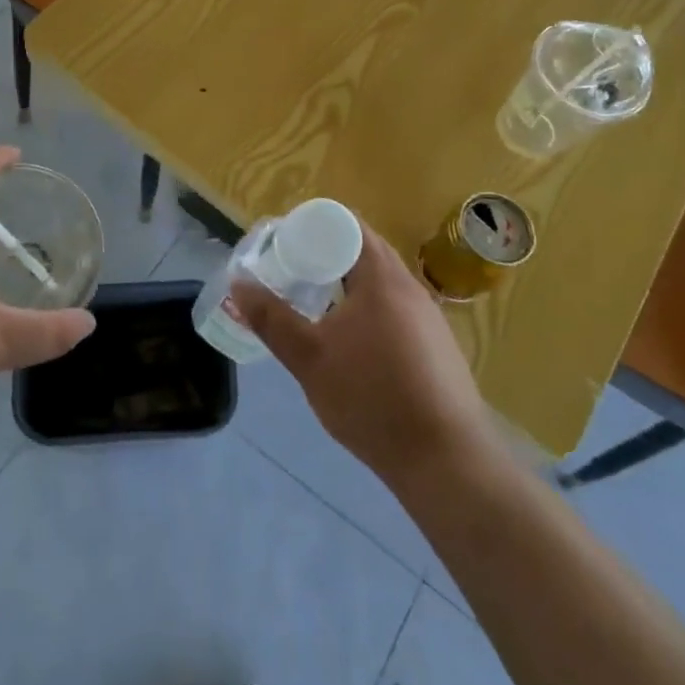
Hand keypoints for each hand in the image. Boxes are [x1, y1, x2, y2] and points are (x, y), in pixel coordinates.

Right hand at [230, 220, 506, 491]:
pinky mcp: (437, 346)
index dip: (312, 226)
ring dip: (347, 285)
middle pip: (363, 250)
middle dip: (325, 256)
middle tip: (291, 274)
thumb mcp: (309, 358)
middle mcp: (410, 286)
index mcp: (381, 276)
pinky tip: (352, 344)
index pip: (346, 224)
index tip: (284, 245)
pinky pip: (395, 309)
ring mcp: (429, 317)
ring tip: (315, 307)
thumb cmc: (372, 397)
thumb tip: (238, 283)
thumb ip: (271, 318)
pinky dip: (368, 310)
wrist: (446, 460)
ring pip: (380, 282)